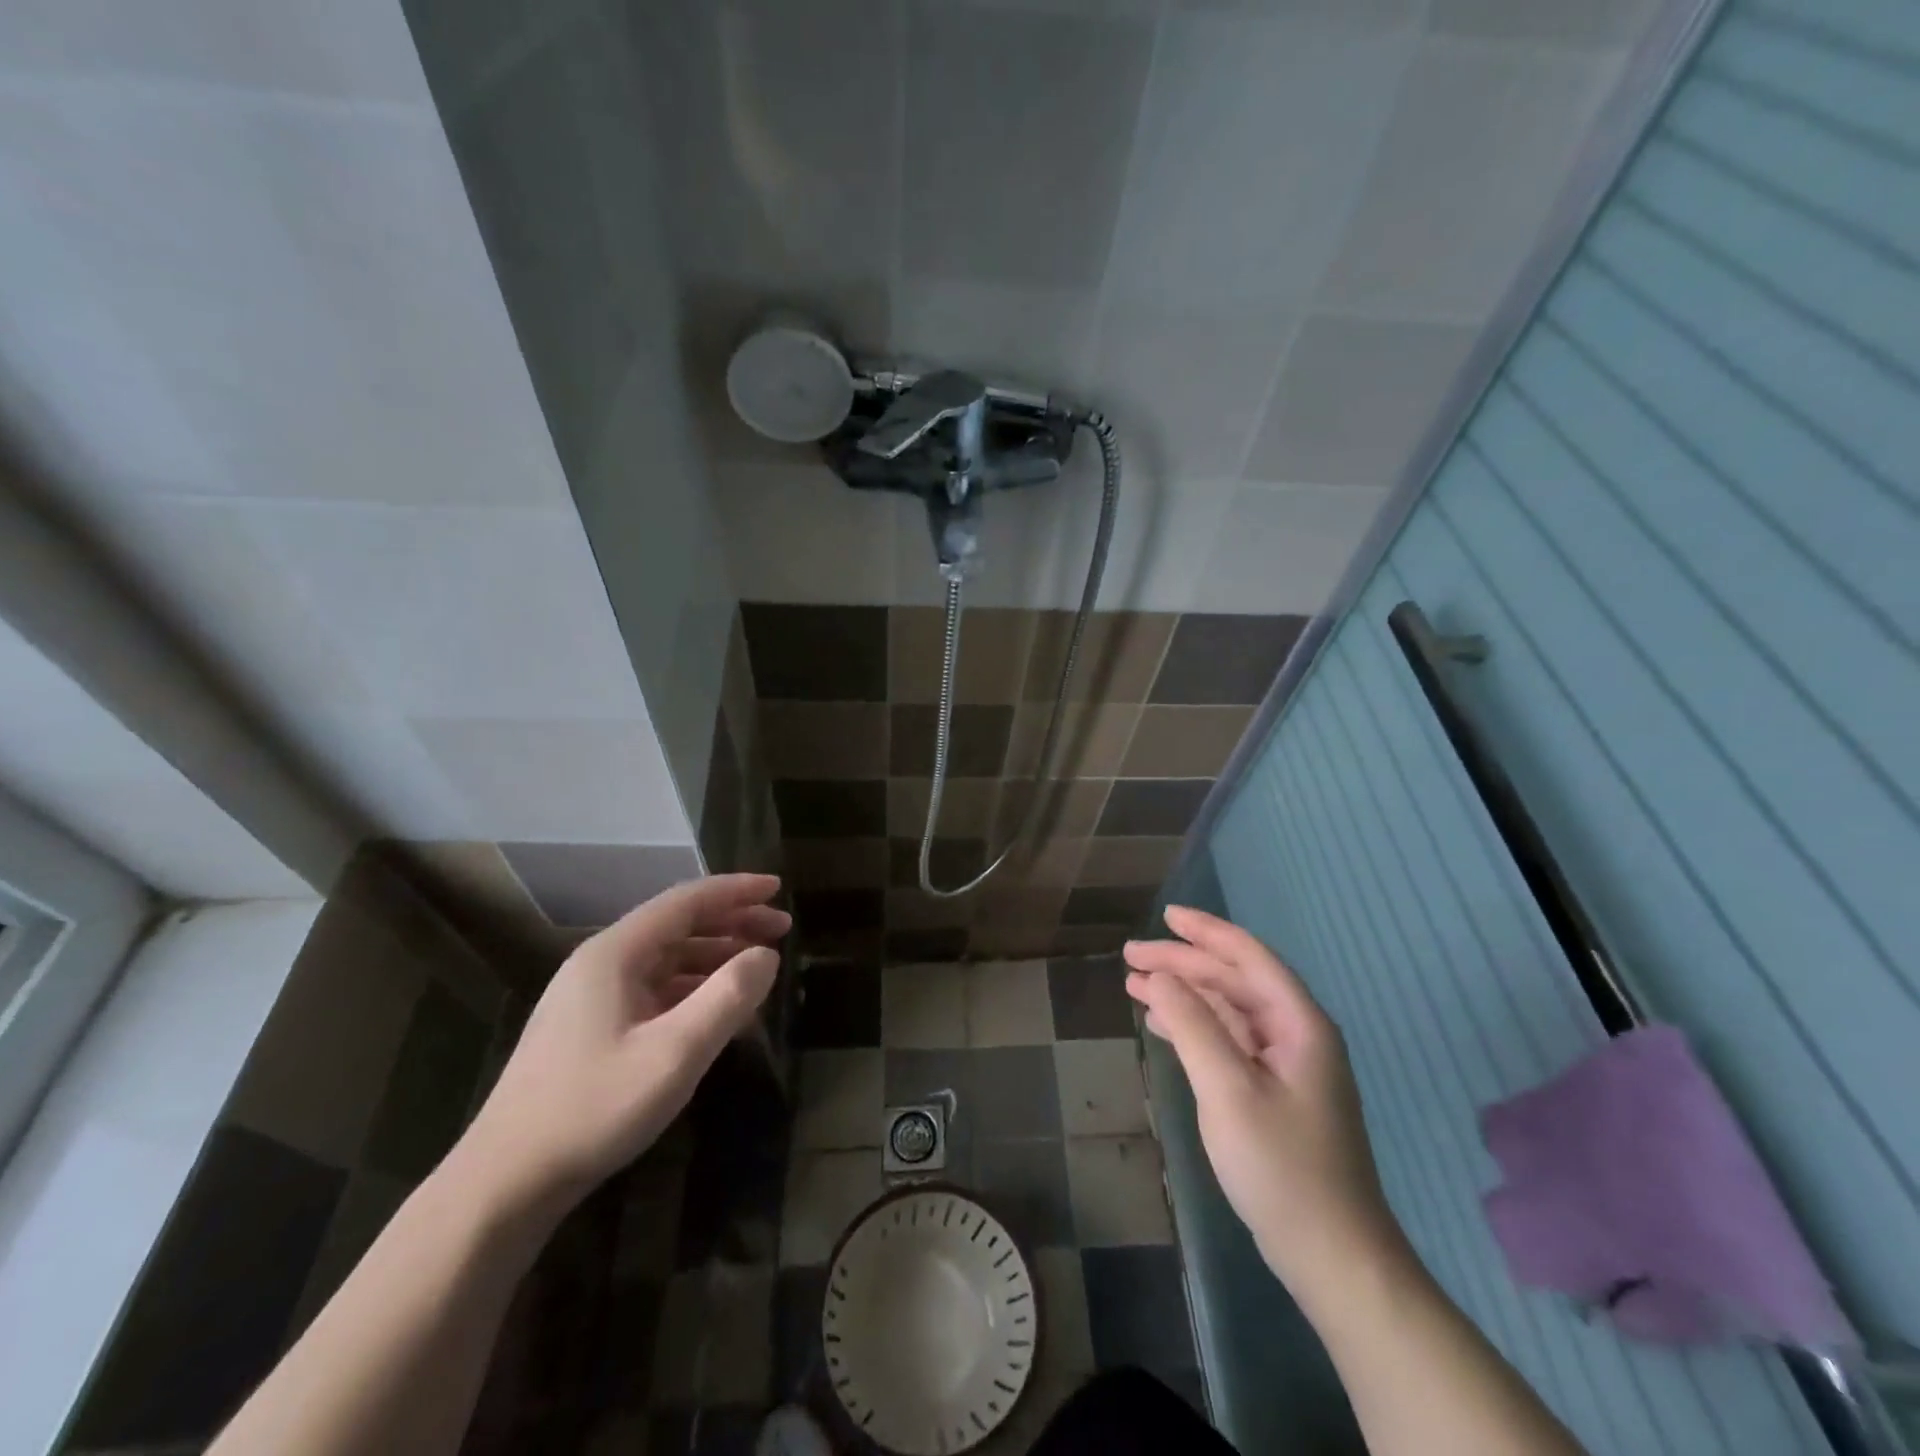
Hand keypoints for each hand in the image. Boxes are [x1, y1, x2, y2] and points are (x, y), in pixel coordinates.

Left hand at [456, 874, 788, 1215]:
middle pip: (677, 925)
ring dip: (715, 956)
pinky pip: (654, 990)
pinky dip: (693, 989)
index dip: (735, 891)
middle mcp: (602, 963)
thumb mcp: (675, 1053)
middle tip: (782, 929)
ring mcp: (592, 996)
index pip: (686, 901)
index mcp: (615, 954)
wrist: (505, 1183)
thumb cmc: (594, 1108)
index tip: (777, 888)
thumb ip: (728, 997)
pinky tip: (719, 1010)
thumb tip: (768, 955)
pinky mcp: (591, 1027)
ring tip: (759, 967)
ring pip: (667, 958)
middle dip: (732, 922)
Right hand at [1125, 906, 1406, 1307]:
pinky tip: (1162, 1026)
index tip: (1165, 916)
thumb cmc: (1282, 1166)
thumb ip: (1192, 1024)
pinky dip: (1193, 1026)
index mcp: (1298, 1023)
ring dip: (1183, 994)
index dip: (1205, 931)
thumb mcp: (1228, 1089)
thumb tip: (1159, 976)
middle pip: (1233, 980)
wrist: (1333, 1255)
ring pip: (1227, 1009)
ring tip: (1134, 984)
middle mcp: (1296, 1034)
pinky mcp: (1273, 1092)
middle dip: (1182, 964)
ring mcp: (1286, 1065)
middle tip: (1130, 956)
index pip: (1248, 956)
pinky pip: (1228, 1040)